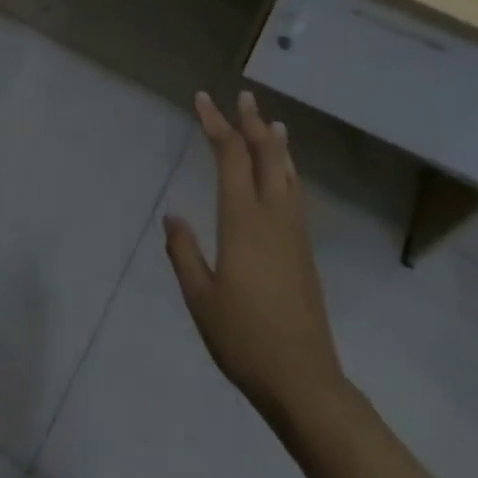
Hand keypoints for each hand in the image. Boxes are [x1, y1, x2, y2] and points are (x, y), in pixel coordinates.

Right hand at [164, 91, 347, 428]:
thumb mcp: (200, 298)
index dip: (216, 125)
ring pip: (287, 173)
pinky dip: (288, 170)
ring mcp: (294, 232)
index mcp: (243, 221)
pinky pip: (296, 193)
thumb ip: (184, 253)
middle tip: (243, 97)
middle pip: (265, 155)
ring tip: (273, 122)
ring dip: (276, 143)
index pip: (229, 157)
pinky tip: (287, 175)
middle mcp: (272, 216)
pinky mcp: (304, 250)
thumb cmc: (244, 339)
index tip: (203, 100)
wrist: (304, 381)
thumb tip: (172, 216)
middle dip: (251, 123)